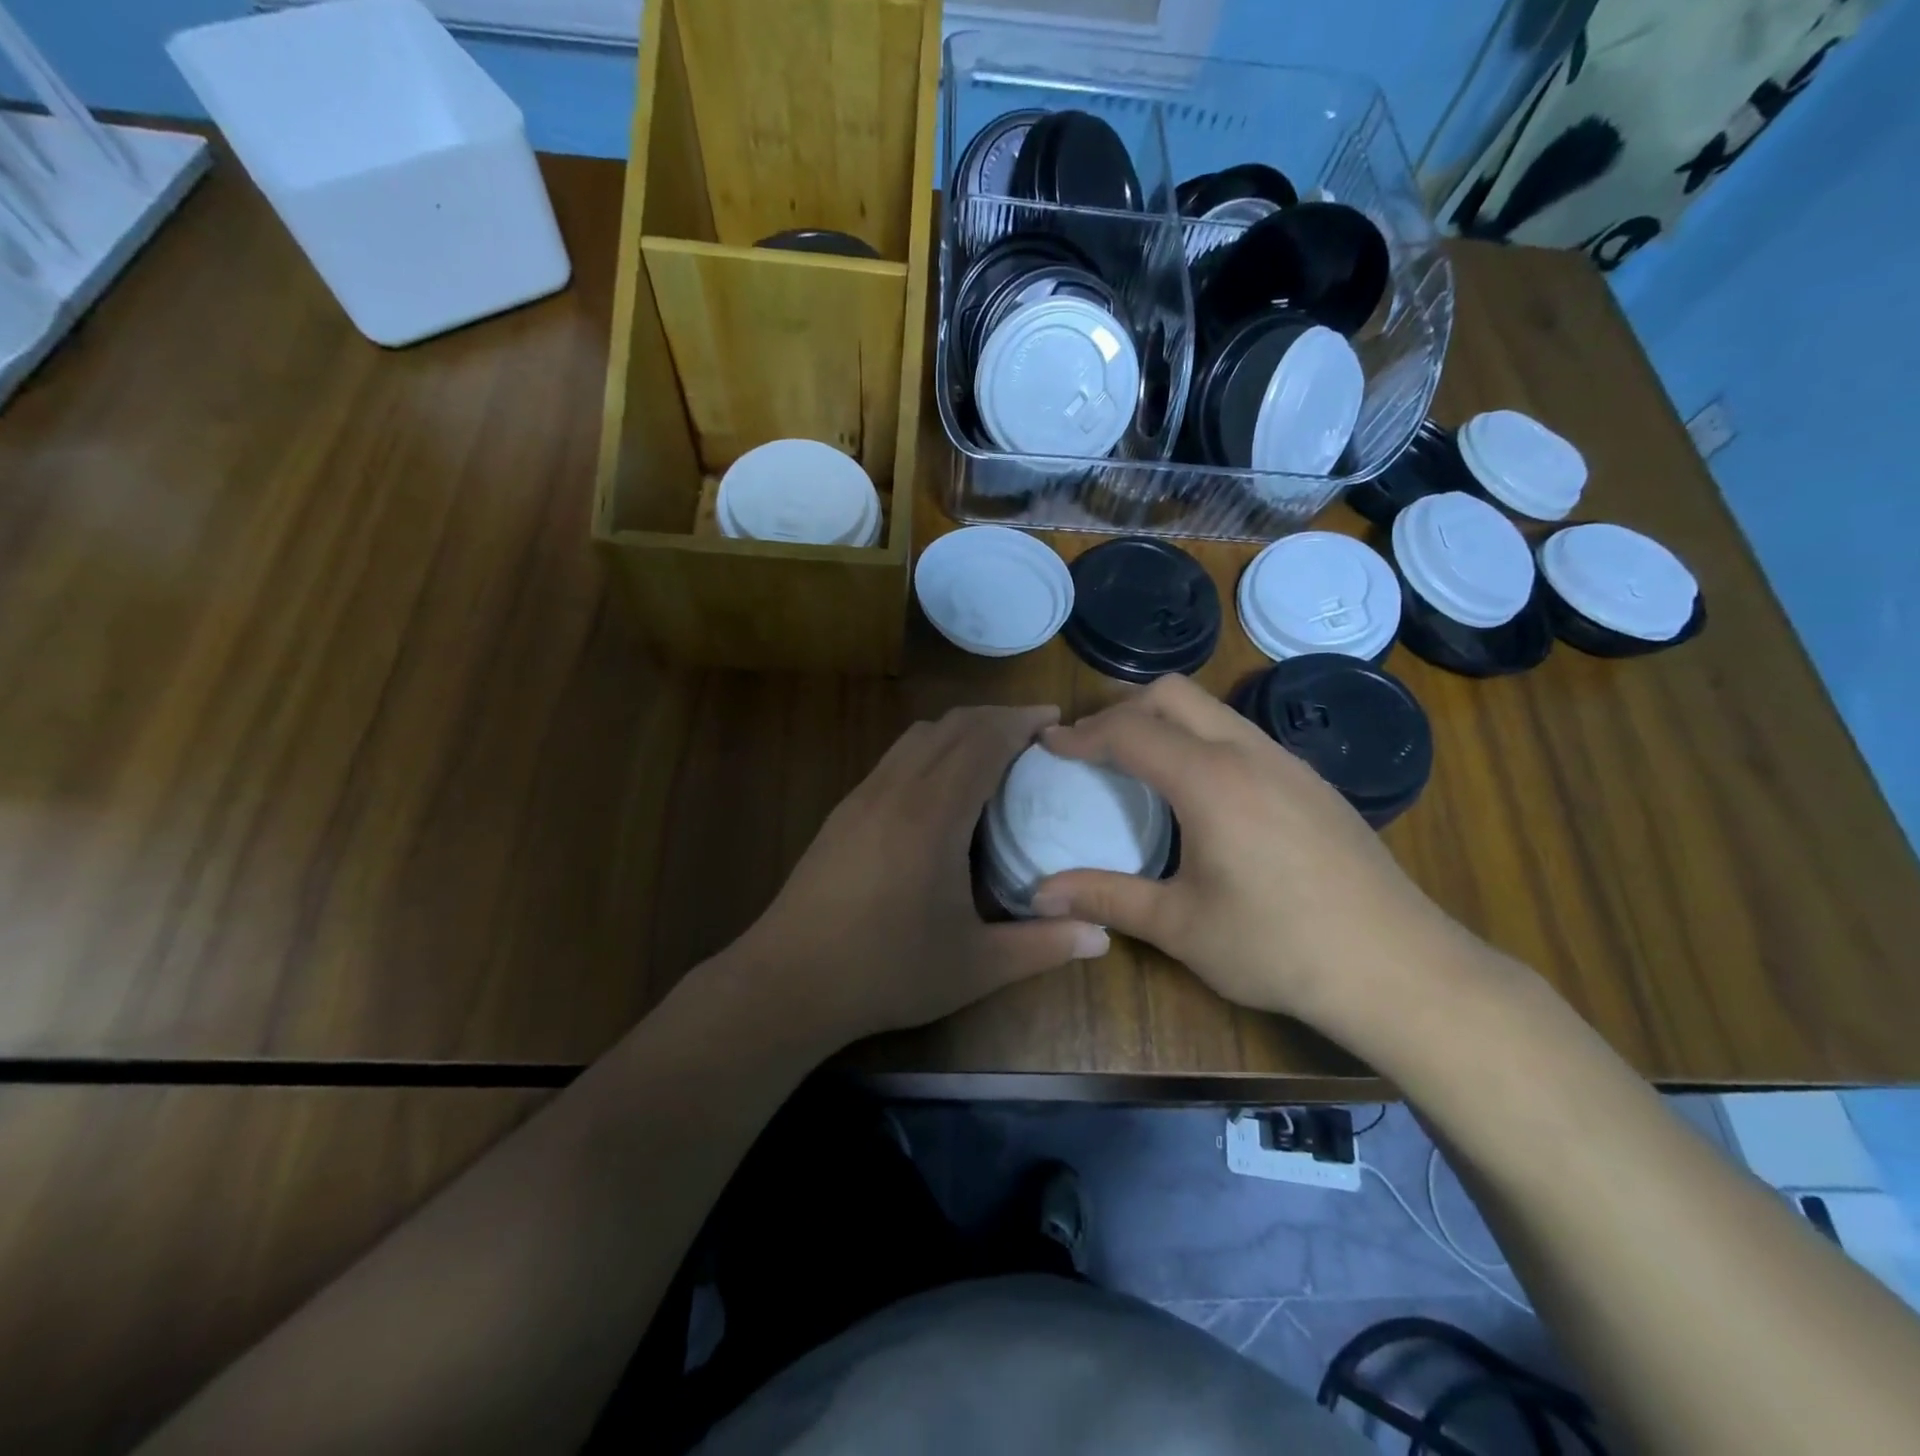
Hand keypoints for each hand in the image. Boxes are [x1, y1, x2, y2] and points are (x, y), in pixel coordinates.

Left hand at [734, 705, 1109, 1043]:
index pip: (983, 741)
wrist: (788, 981)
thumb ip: (1043, 947)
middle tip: (1036, 734)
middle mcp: (896, 789)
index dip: (1021, 721)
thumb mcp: (975, 966)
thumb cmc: (886, 971)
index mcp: (933, 814)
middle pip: (951, 725)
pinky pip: (895, 757)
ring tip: (994, 753)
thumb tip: (1103, 936)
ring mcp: (862, 796)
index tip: (1055, 720)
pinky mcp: (843, 812)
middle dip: (997, 717)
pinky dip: (930, 750)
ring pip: (917, 736)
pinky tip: (942, 788)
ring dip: (960, 730)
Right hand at [1033, 676, 1474, 1036]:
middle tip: (1091, 747)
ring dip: (1165, 721)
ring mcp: (1287, 762)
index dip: (1081, 733)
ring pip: (1212, 709)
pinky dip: (1200, 739)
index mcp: (1210, 780)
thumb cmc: (1279, 947)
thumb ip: (1106, 898)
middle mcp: (1248, 752)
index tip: (1048, 746)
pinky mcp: (1312, 782)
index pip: (1129, 730)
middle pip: (1172, 693)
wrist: (1400, 968)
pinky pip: (1241, 734)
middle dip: (1121, 708)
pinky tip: (1200, 793)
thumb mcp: (1180, 926)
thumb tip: (1039, 893)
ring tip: (1137, 764)